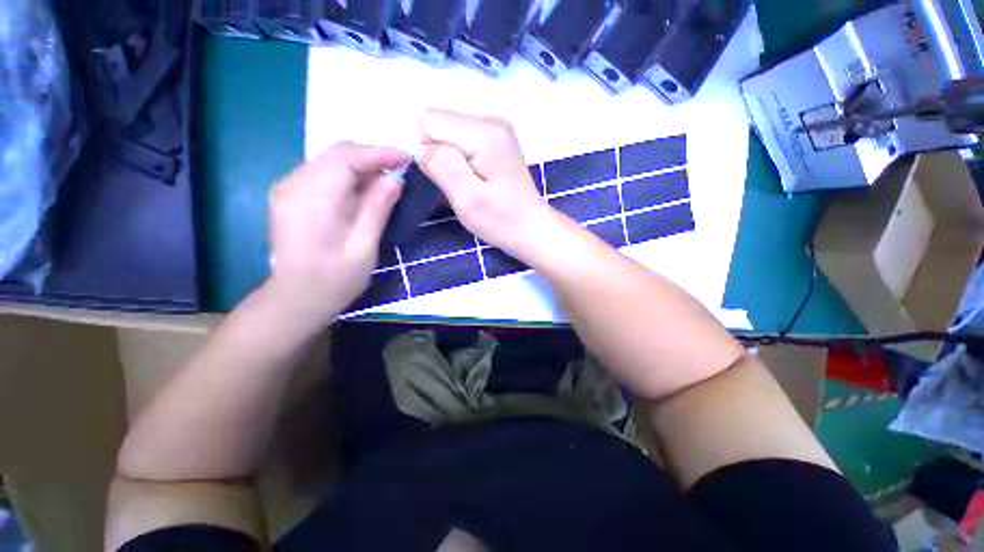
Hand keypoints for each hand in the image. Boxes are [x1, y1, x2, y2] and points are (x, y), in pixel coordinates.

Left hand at [266, 142, 410, 324]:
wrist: (297, 299)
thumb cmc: (336, 279)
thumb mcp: (365, 246)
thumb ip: (378, 208)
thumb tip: (395, 178)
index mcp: (314, 198)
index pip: (348, 157)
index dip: (380, 153)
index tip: (407, 158)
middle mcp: (294, 184)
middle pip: (336, 153)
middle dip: (371, 158)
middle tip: (398, 173)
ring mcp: (287, 188)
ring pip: (329, 161)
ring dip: (360, 166)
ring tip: (384, 184)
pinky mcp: (289, 196)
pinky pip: (322, 173)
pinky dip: (347, 176)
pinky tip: (361, 193)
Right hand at [418, 109, 556, 259]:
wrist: (531, 227)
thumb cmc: (501, 220)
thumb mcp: (467, 199)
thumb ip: (442, 166)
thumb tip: (421, 147)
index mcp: (484, 132)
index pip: (429, 120)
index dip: (430, 153)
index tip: (449, 179)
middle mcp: (491, 119)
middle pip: (439, 121)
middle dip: (440, 154)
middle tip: (461, 185)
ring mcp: (496, 127)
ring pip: (449, 130)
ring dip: (451, 158)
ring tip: (470, 183)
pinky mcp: (497, 137)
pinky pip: (461, 137)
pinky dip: (461, 158)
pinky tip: (476, 177)